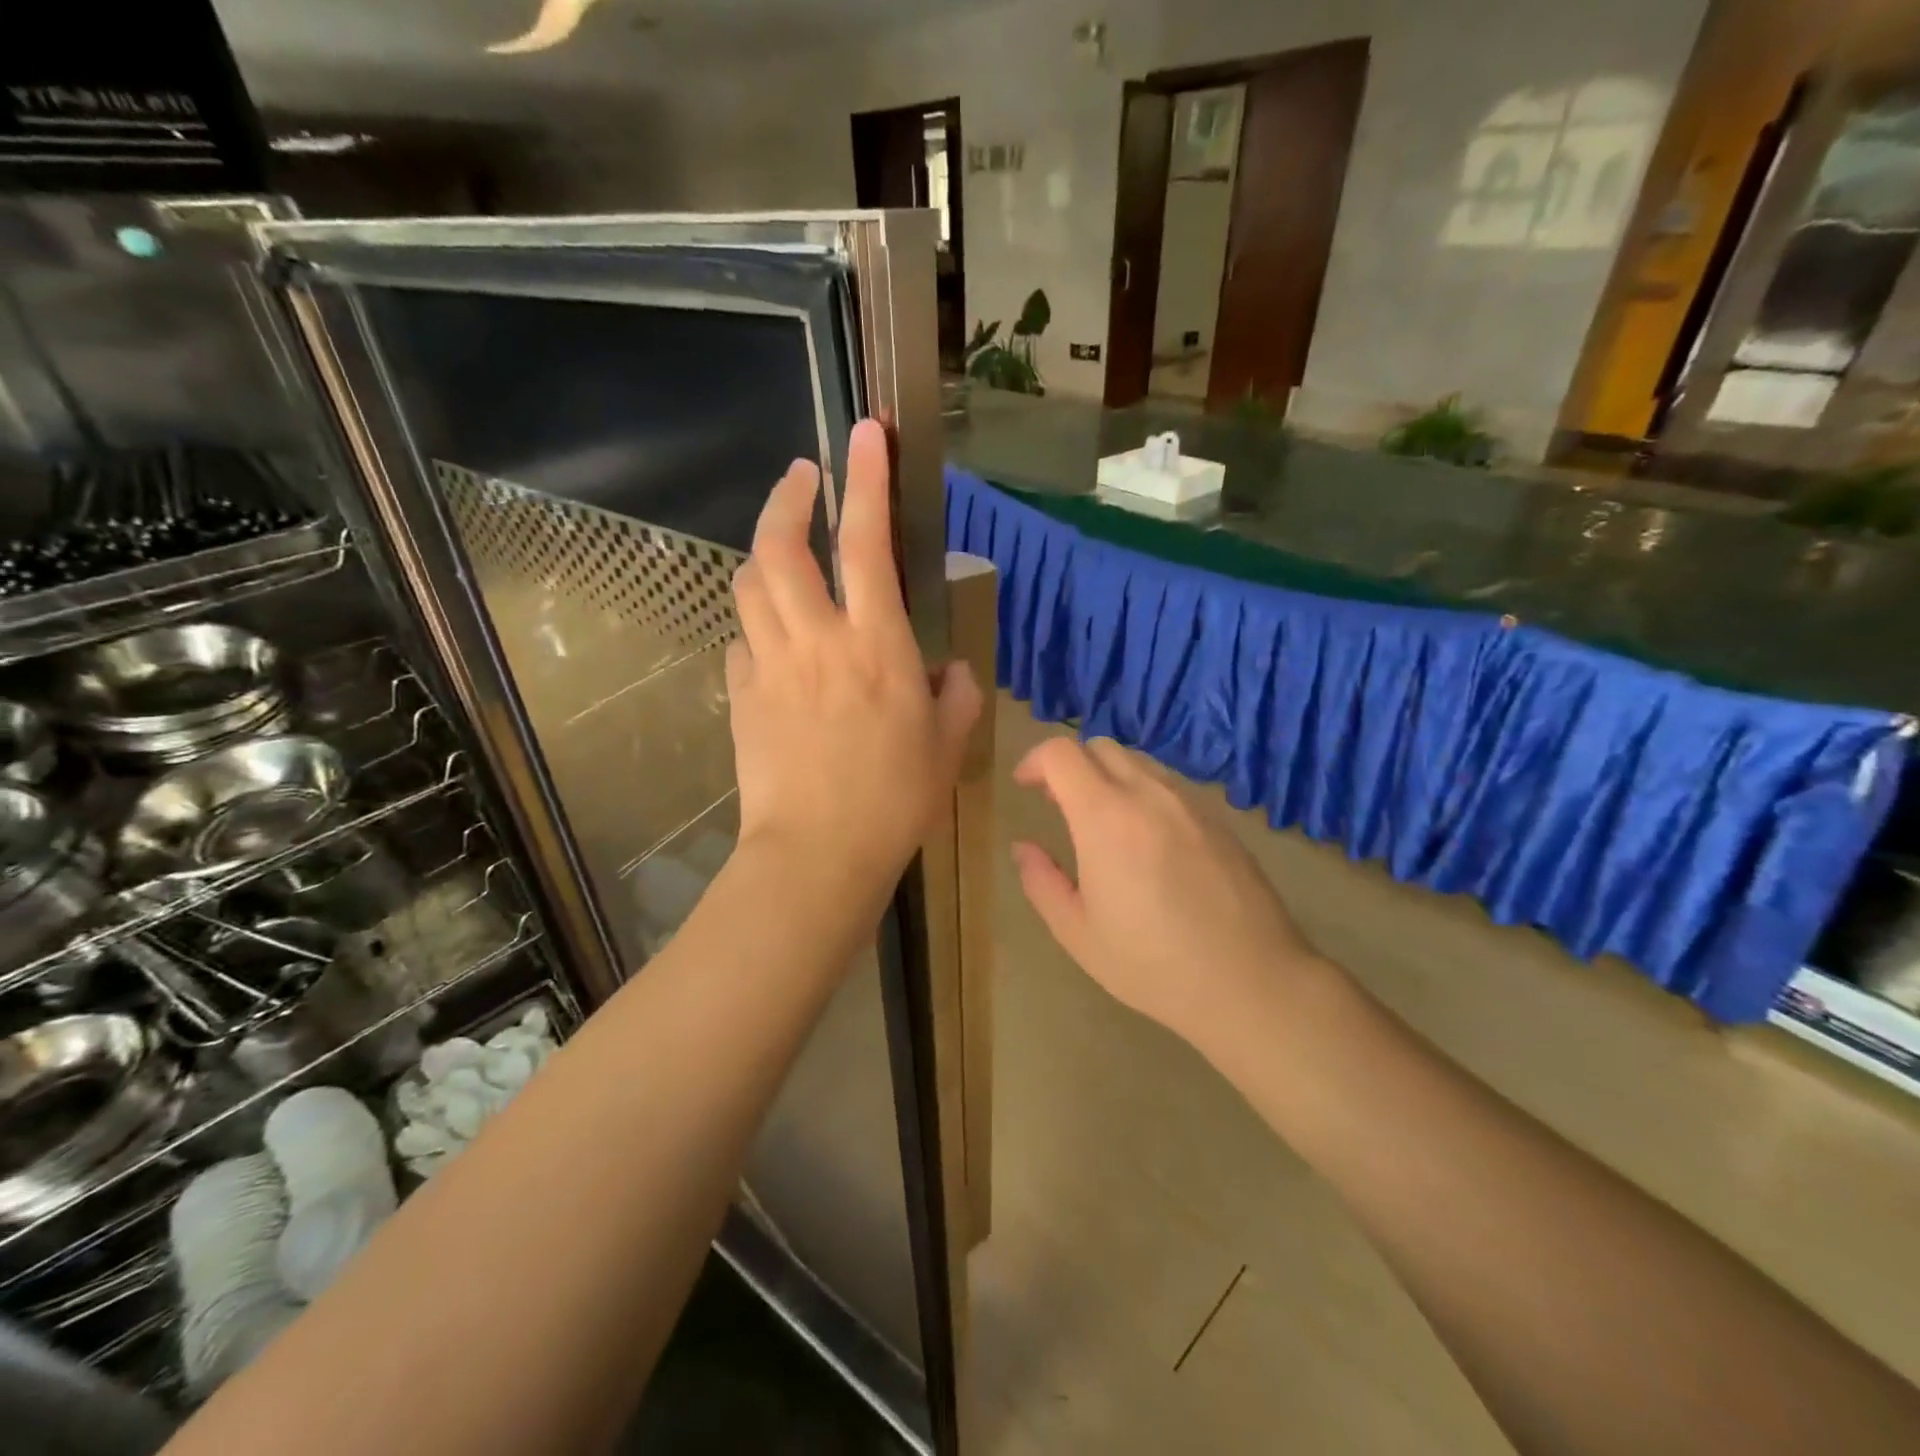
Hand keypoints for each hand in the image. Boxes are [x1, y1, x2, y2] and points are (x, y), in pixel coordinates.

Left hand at [727, 419, 980, 901]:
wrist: (817, 854)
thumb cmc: (894, 801)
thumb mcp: (947, 747)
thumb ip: (956, 697)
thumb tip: (948, 671)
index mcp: (878, 645)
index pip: (868, 542)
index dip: (866, 480)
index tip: (864, 432)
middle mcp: (818, 640)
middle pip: (782, 546)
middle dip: (789, 498)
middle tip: (802, 479)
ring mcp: (771, 665)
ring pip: (749, 584)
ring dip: (764, 552)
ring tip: (782, 552)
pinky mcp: (742, 696)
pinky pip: (742, 640)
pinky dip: (755, 624)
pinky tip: (771, 638)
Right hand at [1012, 737, 1319, 1052]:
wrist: (1251, 981)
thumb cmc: (1153, 964)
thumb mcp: (1079, 933)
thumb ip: (1042, 882)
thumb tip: (1023, 848)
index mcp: (1106, 818)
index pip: (1063, 753)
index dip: (1035, 760)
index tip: (1024, 786)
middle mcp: (1149, 795)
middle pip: (1101, 747)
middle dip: (1070, 764)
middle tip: (1058, 802)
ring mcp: (1190, 803)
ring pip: (1140, 762)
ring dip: (1109, 776)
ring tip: (1102, 819)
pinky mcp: (1219, 820)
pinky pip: (1170, 785)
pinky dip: (1143, 792)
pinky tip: (1147, 839)